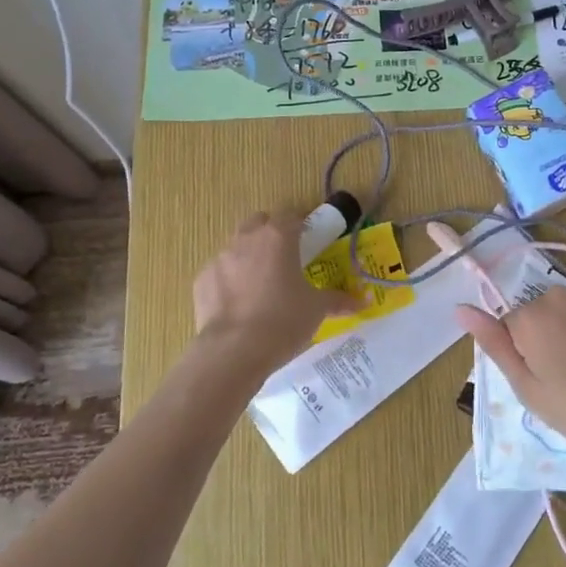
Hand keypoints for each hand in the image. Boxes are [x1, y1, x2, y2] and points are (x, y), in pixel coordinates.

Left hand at [194, 212, 359, 370]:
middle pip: (260, 223)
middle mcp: (246, 239)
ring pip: (237, 246)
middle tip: (285, 260)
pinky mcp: (202, 280)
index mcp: (278, 237)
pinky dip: (230, 281)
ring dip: (249, 257)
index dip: (301, 225)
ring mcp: (220, 258)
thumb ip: (339, 299)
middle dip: (271, 234)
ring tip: (261, 286)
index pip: (291, 215)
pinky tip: (239, 306)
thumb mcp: (317, 310)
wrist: (233, 351)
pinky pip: (220, 272)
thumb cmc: (283, 321)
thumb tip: (364, 300)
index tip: (309, 241)